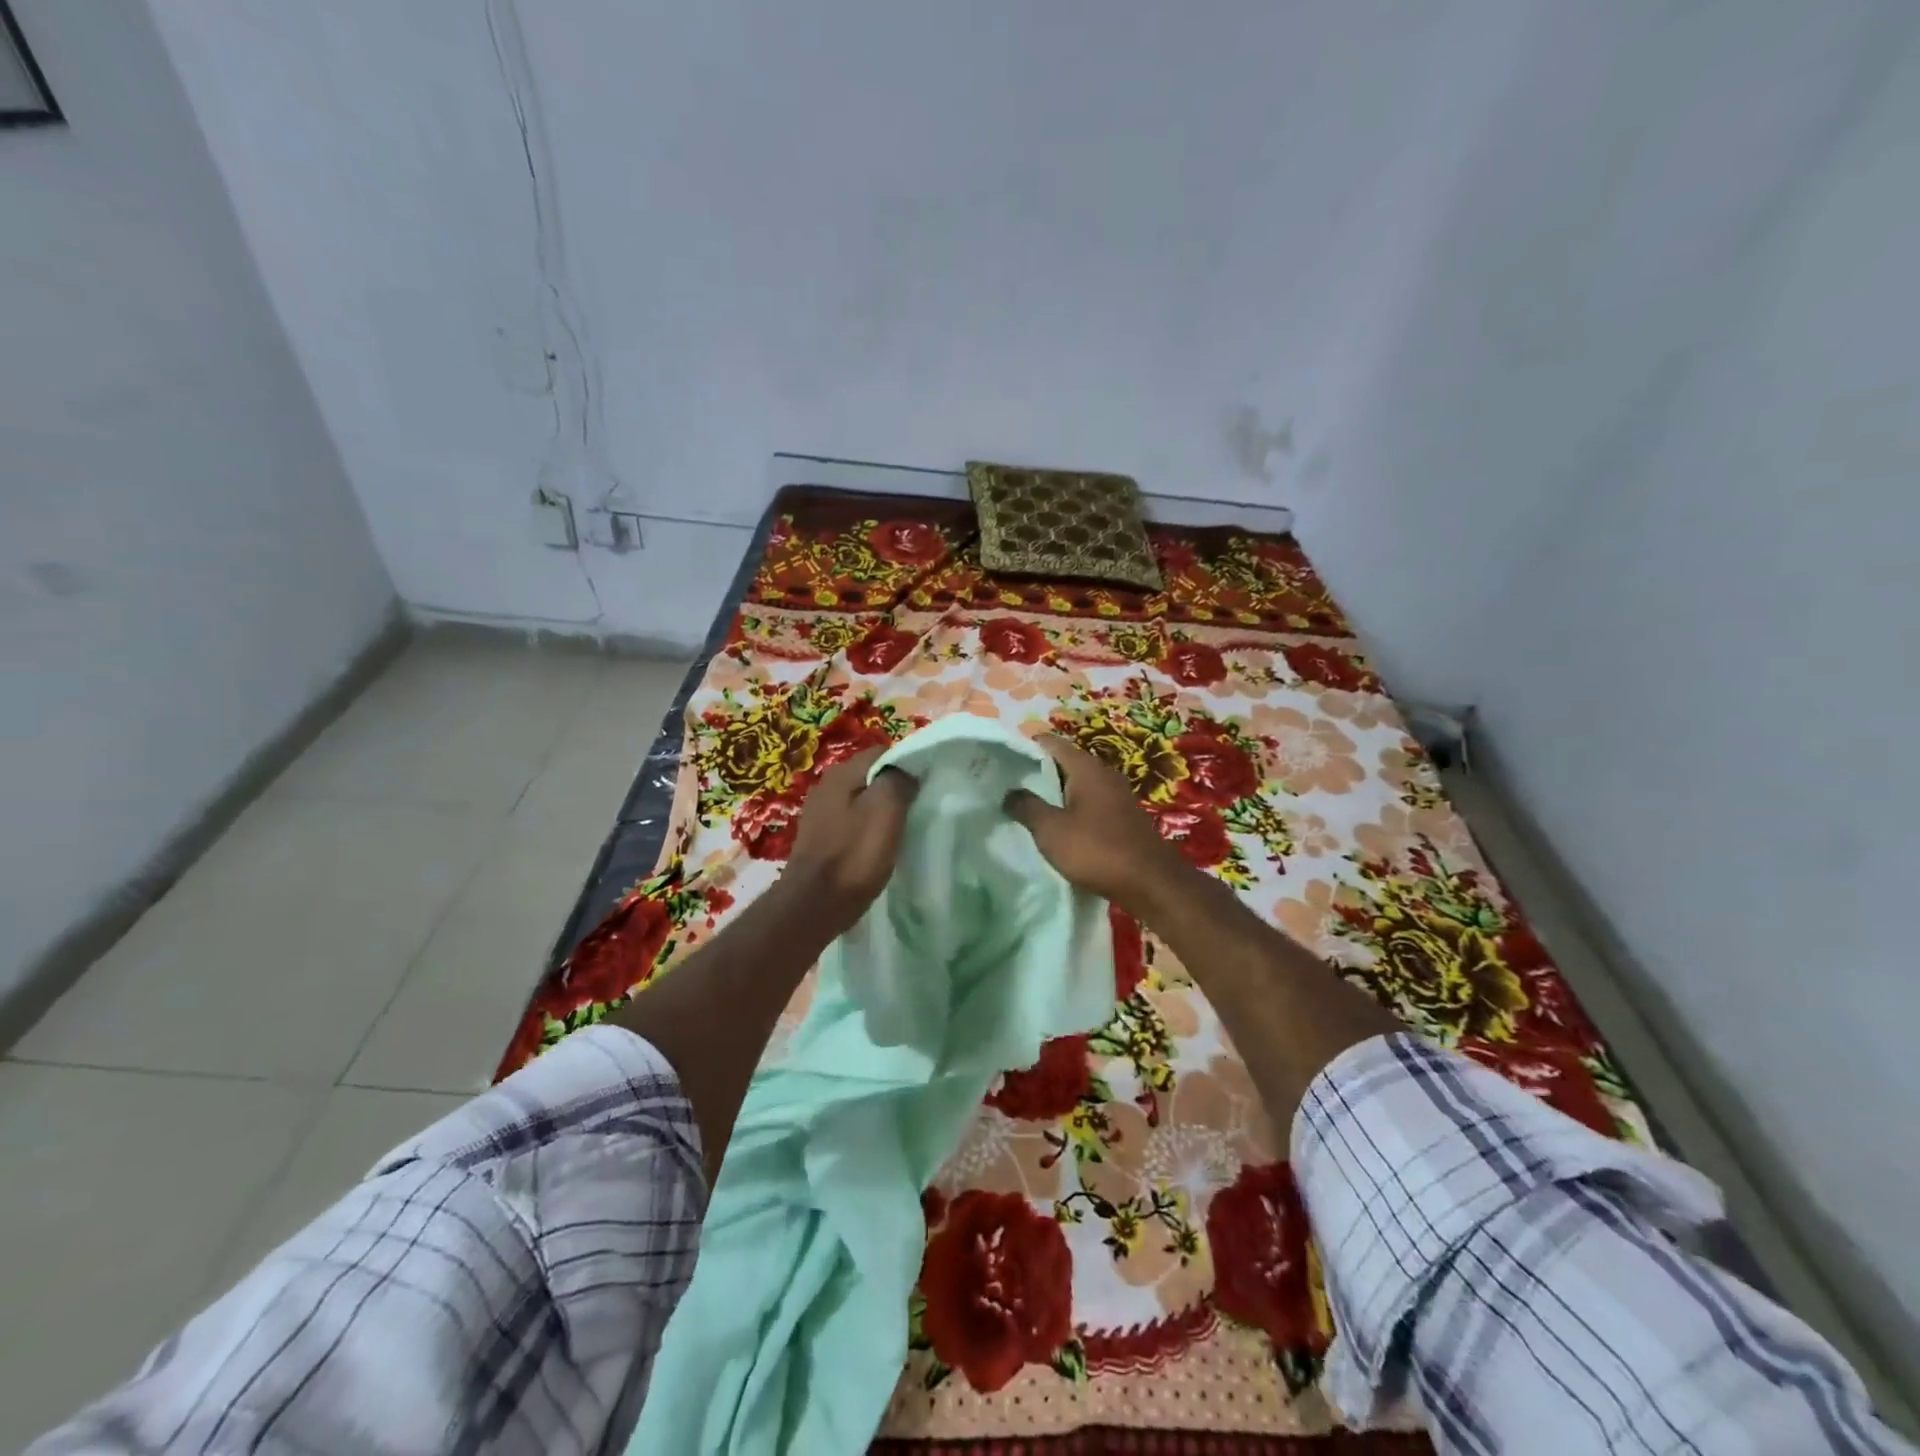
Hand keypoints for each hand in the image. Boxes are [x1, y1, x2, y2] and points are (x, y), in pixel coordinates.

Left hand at [780, 747, 916, 933]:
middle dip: (895, 789)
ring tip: (901, 830)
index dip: (908, 766)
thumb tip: (906, 771)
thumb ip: (898, 780)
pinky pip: (851, 822)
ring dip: (881, 811)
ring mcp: (819, 812)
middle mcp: (826, 785)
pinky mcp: (819, 837)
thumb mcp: (886, 810)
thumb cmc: (854, 856)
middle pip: (872, 776)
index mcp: (842, 772)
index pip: (884, 752)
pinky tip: (877, 847)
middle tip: (918, 810)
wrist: (814, 906)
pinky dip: (866, 829)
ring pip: (862, 800)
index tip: (926, 787)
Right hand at [1003, 735, 1191, 917]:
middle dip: (1037, 771)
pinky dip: (1071, 808)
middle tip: (1007, 784)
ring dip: (1054, 793)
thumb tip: (1009, 791)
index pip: (1051, 743)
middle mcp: (1104, 774)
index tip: (1001, 758)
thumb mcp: (1051, 830)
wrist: (1151, 884)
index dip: (1026, 746)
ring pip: (1078, 785)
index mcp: (1086, 768)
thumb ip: (1027, 806)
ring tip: (1026, 806)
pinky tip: (1057, 826)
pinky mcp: (1123, 818)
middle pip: (1064, 763)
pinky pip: (1090, 804)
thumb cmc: (1097, 850)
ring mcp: (1117, 796)